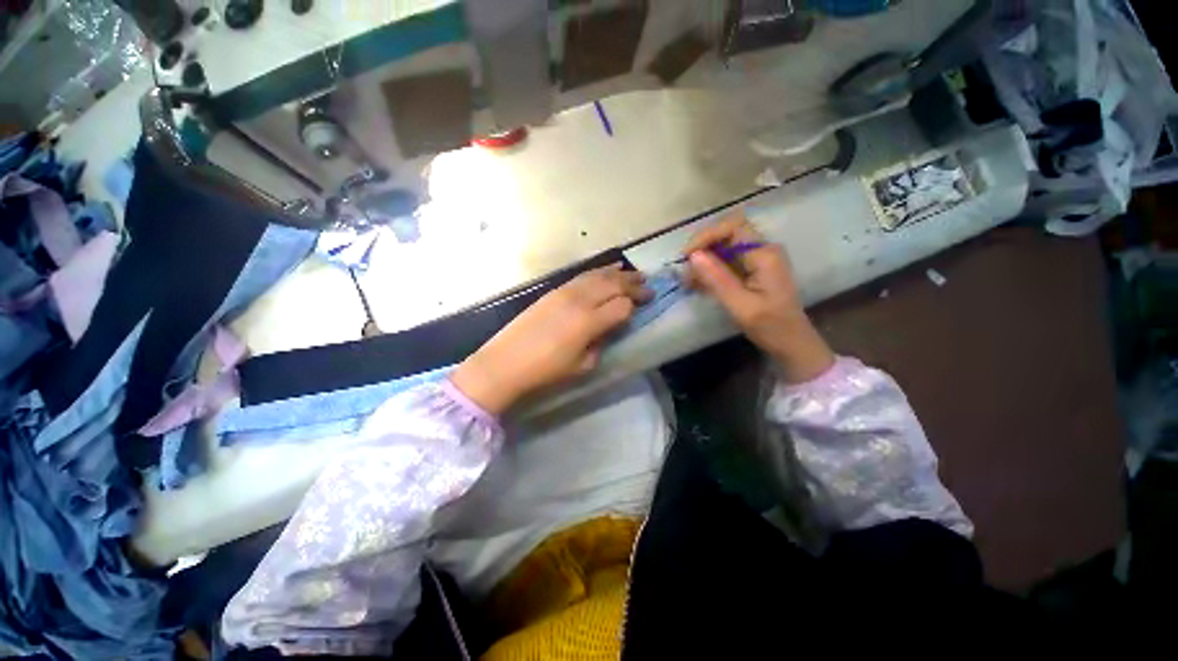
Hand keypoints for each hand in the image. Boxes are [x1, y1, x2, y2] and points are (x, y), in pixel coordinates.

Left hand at [451, 265, 650, 414]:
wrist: (506, 361)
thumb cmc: (546, 370)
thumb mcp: (582, 365)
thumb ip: (601, 343)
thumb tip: (608, 327)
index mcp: (589, 322)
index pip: (622, 305)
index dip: (635, 305)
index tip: (644, 306)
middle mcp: (580, 300)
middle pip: (614, 284)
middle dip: (634, 284)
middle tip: (648, 285)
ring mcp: (566, 291)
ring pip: (599, 275)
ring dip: (619, 273)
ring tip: (634, 273)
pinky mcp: (554, 289)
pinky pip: (583, 275)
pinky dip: (599, 271)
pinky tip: (608, 269)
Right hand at [684, 213, 834, 383]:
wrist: (791, 343)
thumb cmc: (771, 326)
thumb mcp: (741, 305)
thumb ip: (717, 279)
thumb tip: (693, 255)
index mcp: (765, 255)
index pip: (733, 227)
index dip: (707, 236)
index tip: (687, 256)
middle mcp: (763, 250)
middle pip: (727, 235)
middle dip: (703, 249)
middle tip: (685, 271)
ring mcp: (758, 259)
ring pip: (724, 248)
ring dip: (704, 261)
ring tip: (689, 281)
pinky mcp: (752, 269)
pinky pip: (727, 261)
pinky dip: (710, 270)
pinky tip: (699, 285)